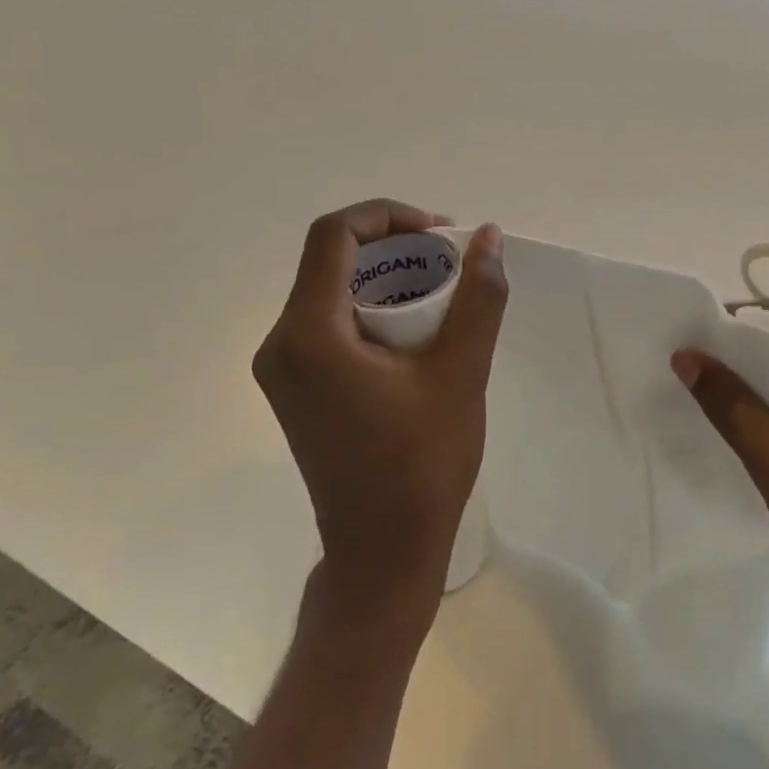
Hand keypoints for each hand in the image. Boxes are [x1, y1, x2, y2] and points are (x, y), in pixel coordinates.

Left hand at [253, 199, 508, 622]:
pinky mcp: (296, 389)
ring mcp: (283, 370)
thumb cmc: (422, 463)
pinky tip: (416, 330)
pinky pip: (330, 323)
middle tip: (449, 262)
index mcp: (309, 335)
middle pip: (331, 260)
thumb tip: (488, 238)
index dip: (388, 216)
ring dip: (385, 278)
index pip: (334, 235)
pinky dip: (373, 308)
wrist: (382, 552)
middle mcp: (281, 344)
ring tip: (441, 292)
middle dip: (394, 247)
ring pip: (330, 290)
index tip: (441, 234)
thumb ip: (478, 297)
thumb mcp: (462, 372)